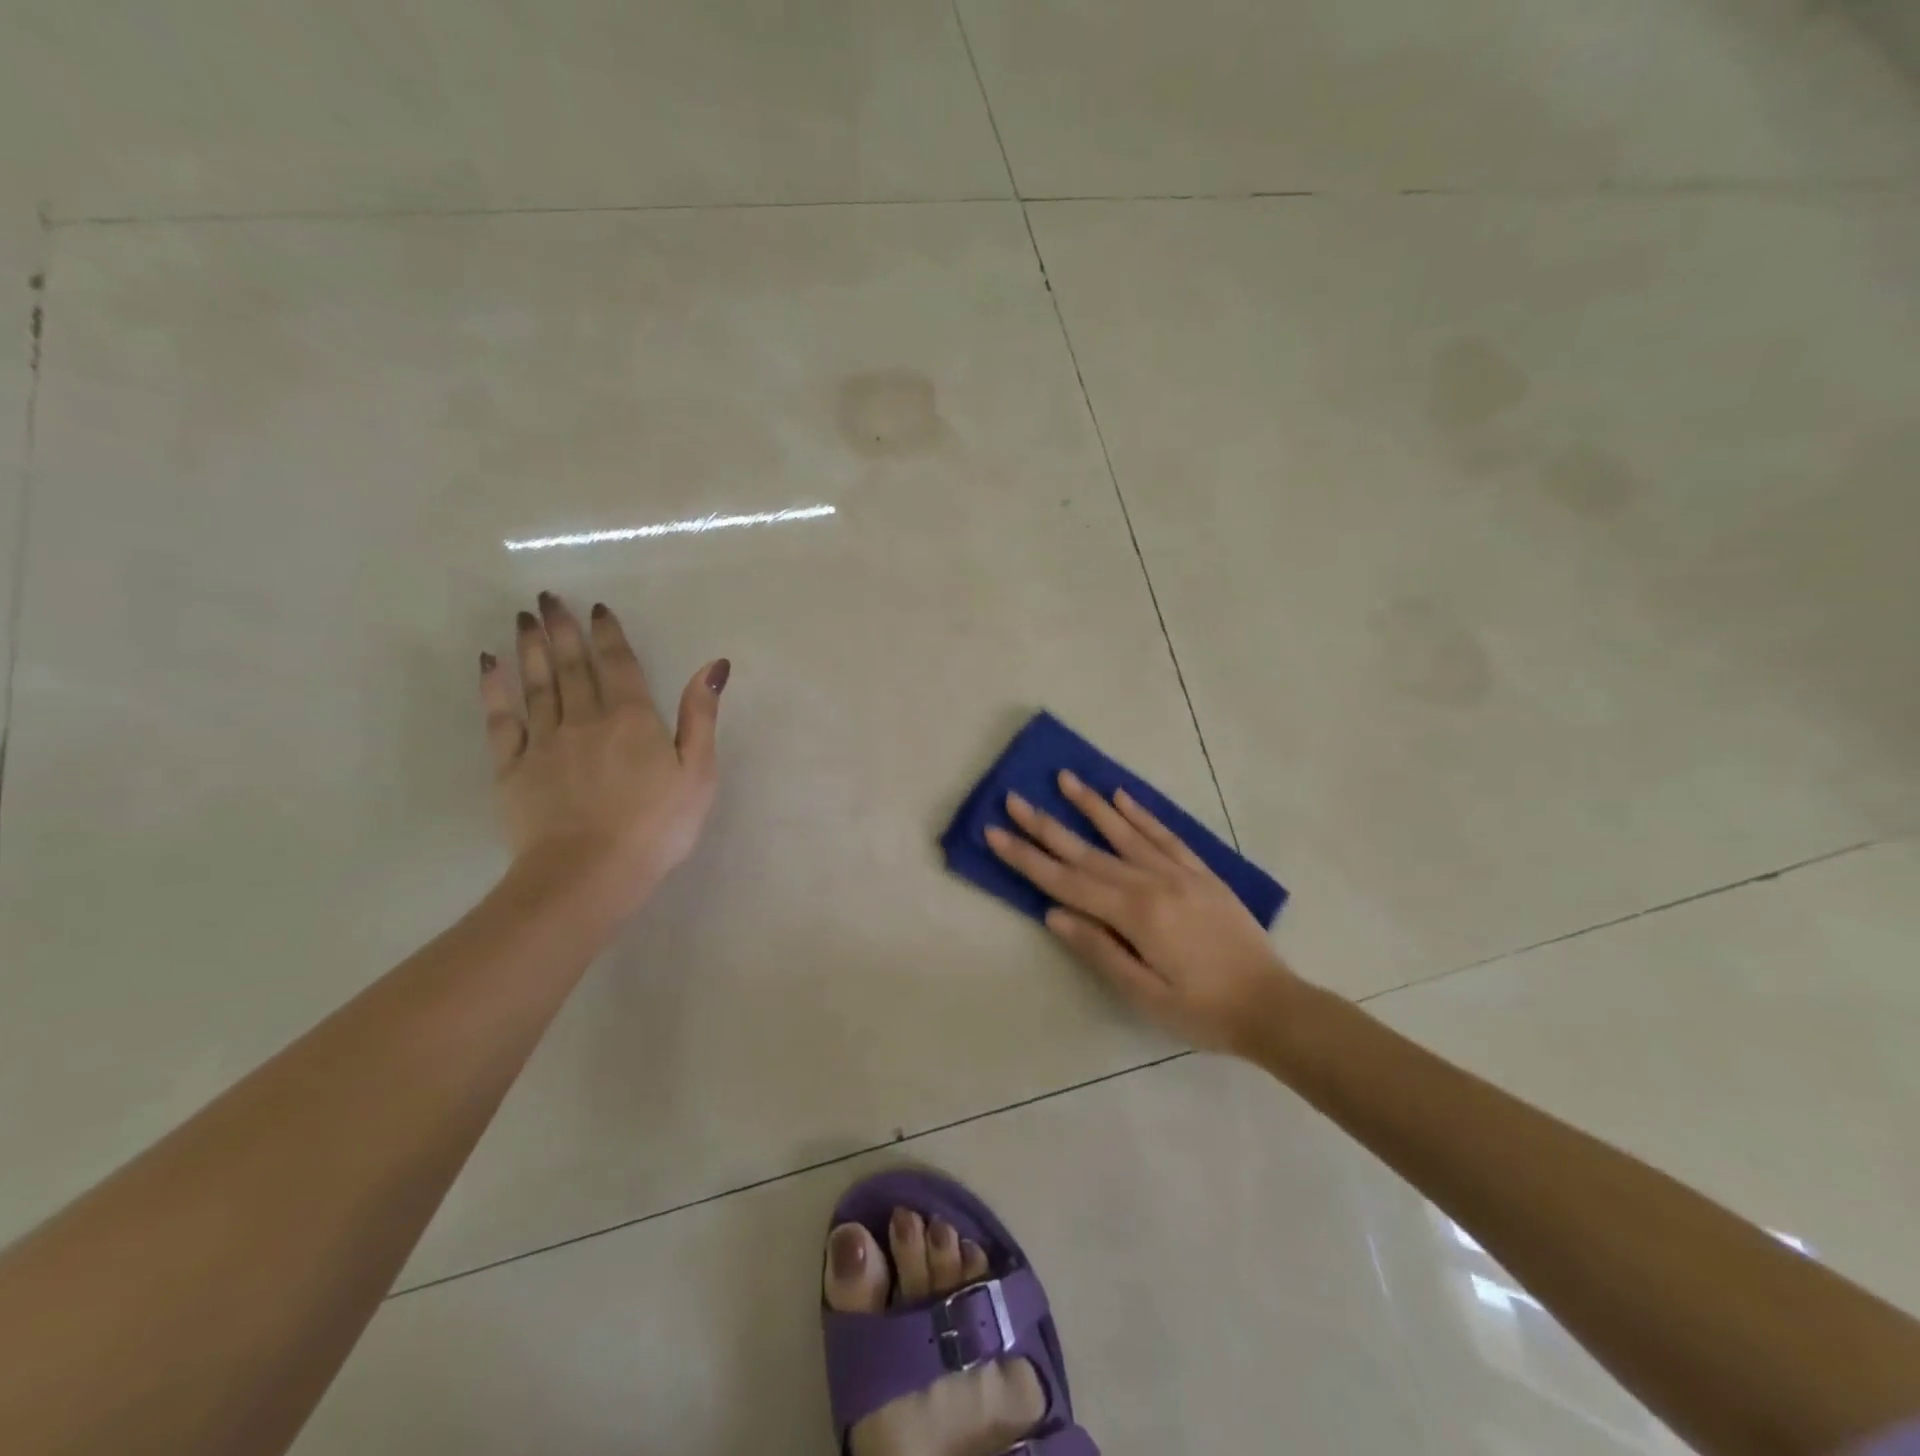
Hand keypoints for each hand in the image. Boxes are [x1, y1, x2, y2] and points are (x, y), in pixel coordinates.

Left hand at [479, 593, 728, 914]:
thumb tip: (712, 665)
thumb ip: (700, 716)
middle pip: (572, 666)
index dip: (608, 634)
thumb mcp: (697, 772)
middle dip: (562, 629)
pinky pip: (501, 718)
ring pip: (536, 683)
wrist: (589, 873)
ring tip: (522, 618)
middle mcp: (585, 718)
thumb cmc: (656, 826)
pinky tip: (489, 665)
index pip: (618, 664)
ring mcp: (544, 742)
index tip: (596, 608)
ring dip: (530, 648)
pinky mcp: (513, 768)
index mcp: (631, 719)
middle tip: (547, 598)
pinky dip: (495, 688)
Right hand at [986, 772, 1301, 1053]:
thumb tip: (1053, 913)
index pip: (1067, 881)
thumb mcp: (1144, 995)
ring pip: (1125, 832)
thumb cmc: (1203, 1011)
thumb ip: (1099, 950)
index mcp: (1135, 914)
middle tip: (1014, 798)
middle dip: (1046, 825)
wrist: (1274, 1006)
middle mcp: (1153, 882)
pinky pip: (1165, 835)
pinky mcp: (1201, 872)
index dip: (1027, 858)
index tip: (995, 832)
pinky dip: (1141, 814)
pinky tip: (1121, 796)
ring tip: (1065, 779)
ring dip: (1091, 805)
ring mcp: (1179, 872)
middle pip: (1088, 851)